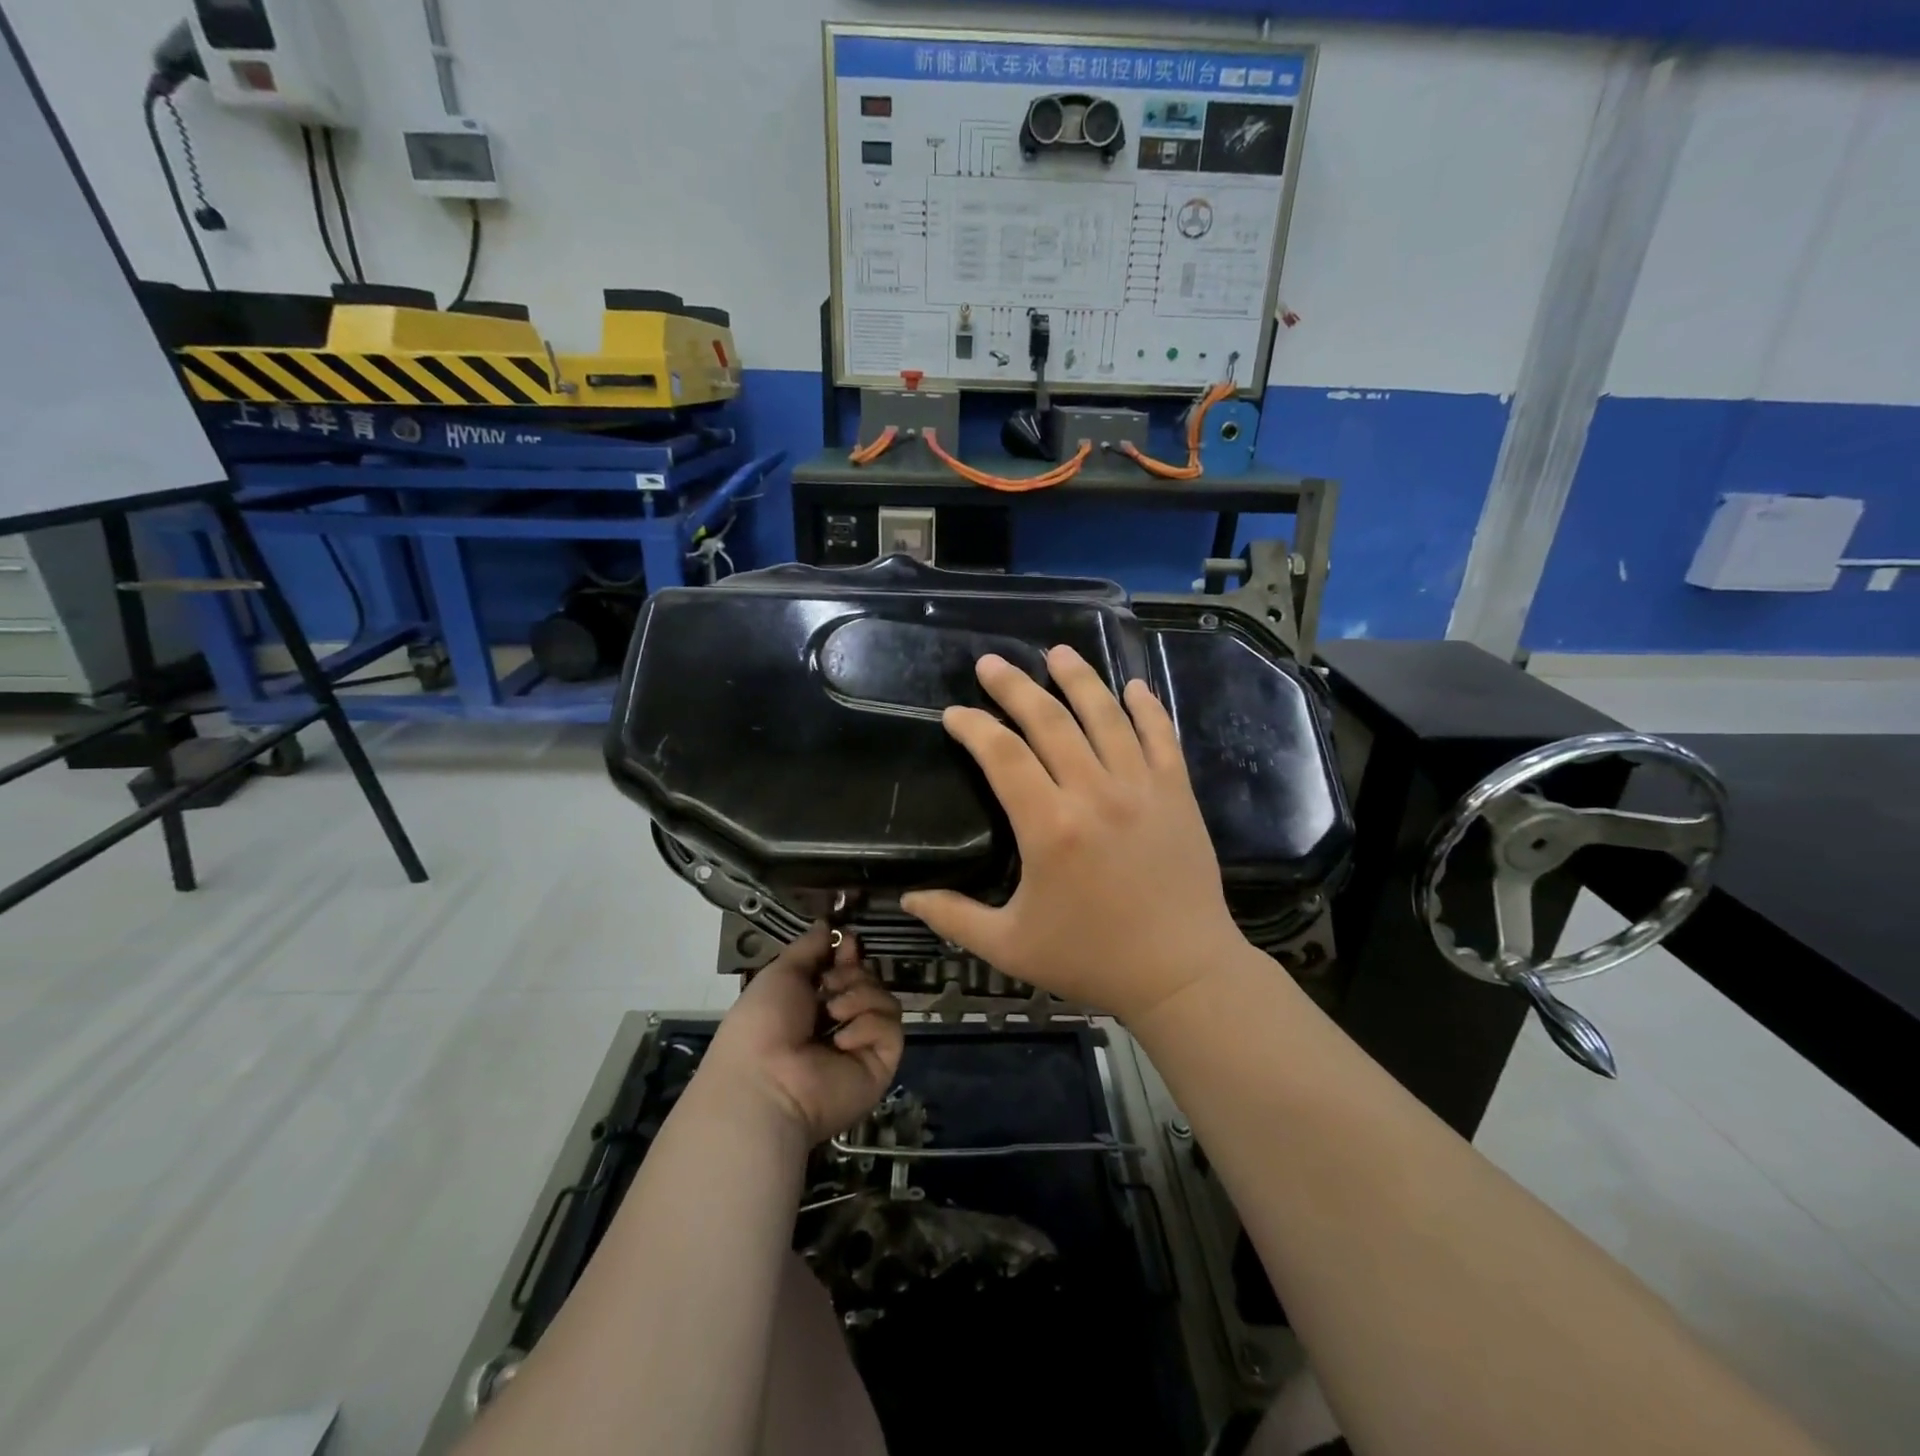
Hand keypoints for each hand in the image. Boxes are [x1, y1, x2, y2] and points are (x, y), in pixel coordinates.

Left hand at [700, 923, 904, 1144]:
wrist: (767, 1080)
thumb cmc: (763, 1023)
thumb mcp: (781, 973)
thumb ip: (809, 947)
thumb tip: (828, 924)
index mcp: (813, 1004)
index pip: (846, 969)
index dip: (848, 954)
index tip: (847, 942)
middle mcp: (840, 1023)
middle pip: (869, 980)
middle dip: (851, 975)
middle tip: (829, 985)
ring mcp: (863, 1045)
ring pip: (884, 999)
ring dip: (859, 997)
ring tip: (833, 1013)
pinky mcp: (881, 1063)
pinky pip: (891, 1027)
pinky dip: (867, 1026)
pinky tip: (841, 1041)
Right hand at [902, 645, 1247, 1024]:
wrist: (1182, 973)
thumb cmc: (1091, 960)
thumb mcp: (1010, 946)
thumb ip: (954, 917)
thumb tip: (907, 899)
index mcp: (1049, 826)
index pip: (1002, 755)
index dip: (974, 727)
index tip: (954, 714)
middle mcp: (1094, 793)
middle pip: (1050, 721)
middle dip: (1015, 686)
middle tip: (991, 663)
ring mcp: (1141, 788)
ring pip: (1106, 716)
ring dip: (1079, 679)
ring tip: (1058, 652)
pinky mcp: (1177, 794)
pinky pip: (1161, 737)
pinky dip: (1147, 708)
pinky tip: (1132, 687)